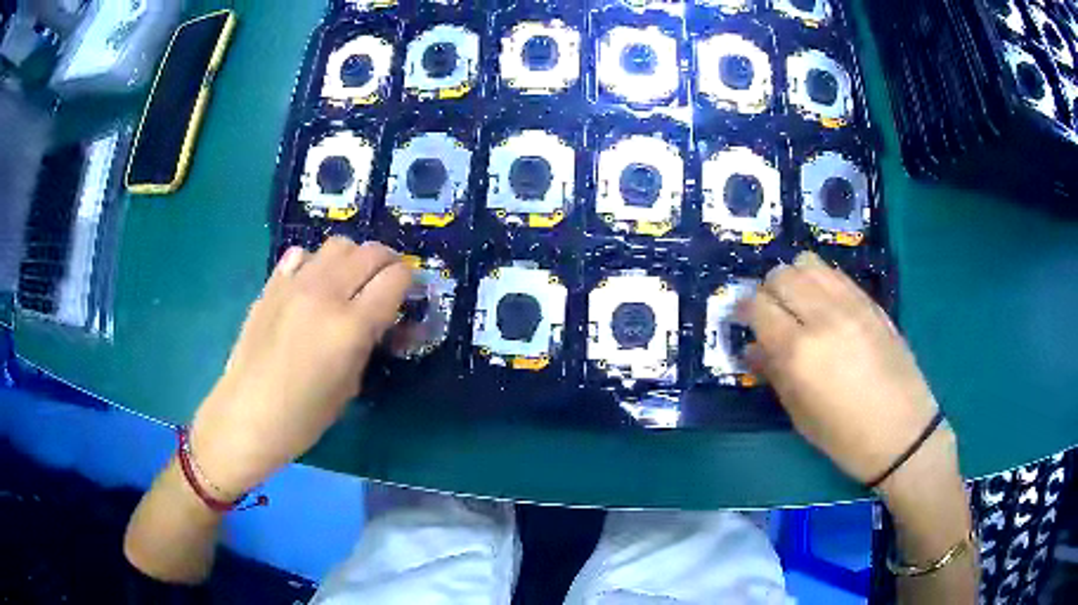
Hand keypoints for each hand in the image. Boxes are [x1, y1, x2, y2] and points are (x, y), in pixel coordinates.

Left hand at [189, 237, 411, 498]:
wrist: (247, 415)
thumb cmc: (304, 417)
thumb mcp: (351, 386)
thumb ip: (370, 343)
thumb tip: (385, 321)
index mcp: (351, 326)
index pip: (396, 278)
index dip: (408, 284)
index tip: (406, 298)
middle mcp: (326, 293)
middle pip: (371, 251)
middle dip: (388, 264)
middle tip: (386, 285)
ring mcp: (295, 284)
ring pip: (339, 244)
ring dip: (354, 258)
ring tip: (350, 282)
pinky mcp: (272, 284)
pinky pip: (303, 254)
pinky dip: (317, 262)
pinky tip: (313, 286)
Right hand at [743, 251, 949, 488]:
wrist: (902, 433)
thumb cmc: (845, 437)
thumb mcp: (801, 415)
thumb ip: (773, 374)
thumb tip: (751, 348)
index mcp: (799, 352)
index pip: (758, 306)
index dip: (744, 310)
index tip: (743, 321)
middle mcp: (822, 318)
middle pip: (781, 275)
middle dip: (767, 291)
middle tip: (771, 314)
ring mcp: (850, 305)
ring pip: (808, 264)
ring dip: (794, 278)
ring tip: (798, 303)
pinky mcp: (871, 303)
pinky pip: (836, 274)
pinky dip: (820, 281)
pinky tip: (824, 304)